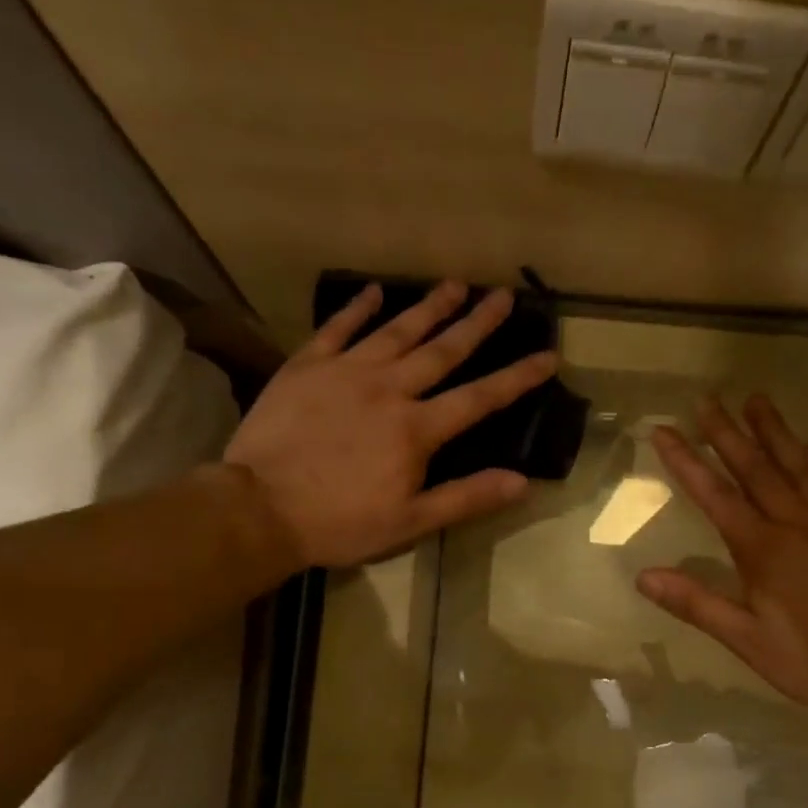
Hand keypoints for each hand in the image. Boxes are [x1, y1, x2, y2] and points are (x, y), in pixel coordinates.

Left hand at [223, 280, 557, 569]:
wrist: (258, 509)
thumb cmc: (339, 522)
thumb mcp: (410, 522)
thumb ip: (467, 497)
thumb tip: (522, 482)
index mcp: (417, 429)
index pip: (480, 398)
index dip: (517, 377)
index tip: (548, 355)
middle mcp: (389, 389)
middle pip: (442, 350)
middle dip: (477, 323)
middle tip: (503, 295)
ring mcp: (346, 372)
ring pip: (397, 331)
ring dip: (429, 307)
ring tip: (455, 284)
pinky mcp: (307, 367)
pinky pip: (337, 329)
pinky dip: (356, 309)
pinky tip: (373, 292)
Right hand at [637, 395, 807, 721]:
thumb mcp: (743, 638)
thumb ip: (695, 603)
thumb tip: (643, 576)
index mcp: (762, 548)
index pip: (714, 495)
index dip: (686, 461)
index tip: (664, 429)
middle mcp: (797, 524)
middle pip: (756, 469)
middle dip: (727, 433)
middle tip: (707, 399)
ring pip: (803, 468)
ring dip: (778, 433)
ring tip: (758, 401)